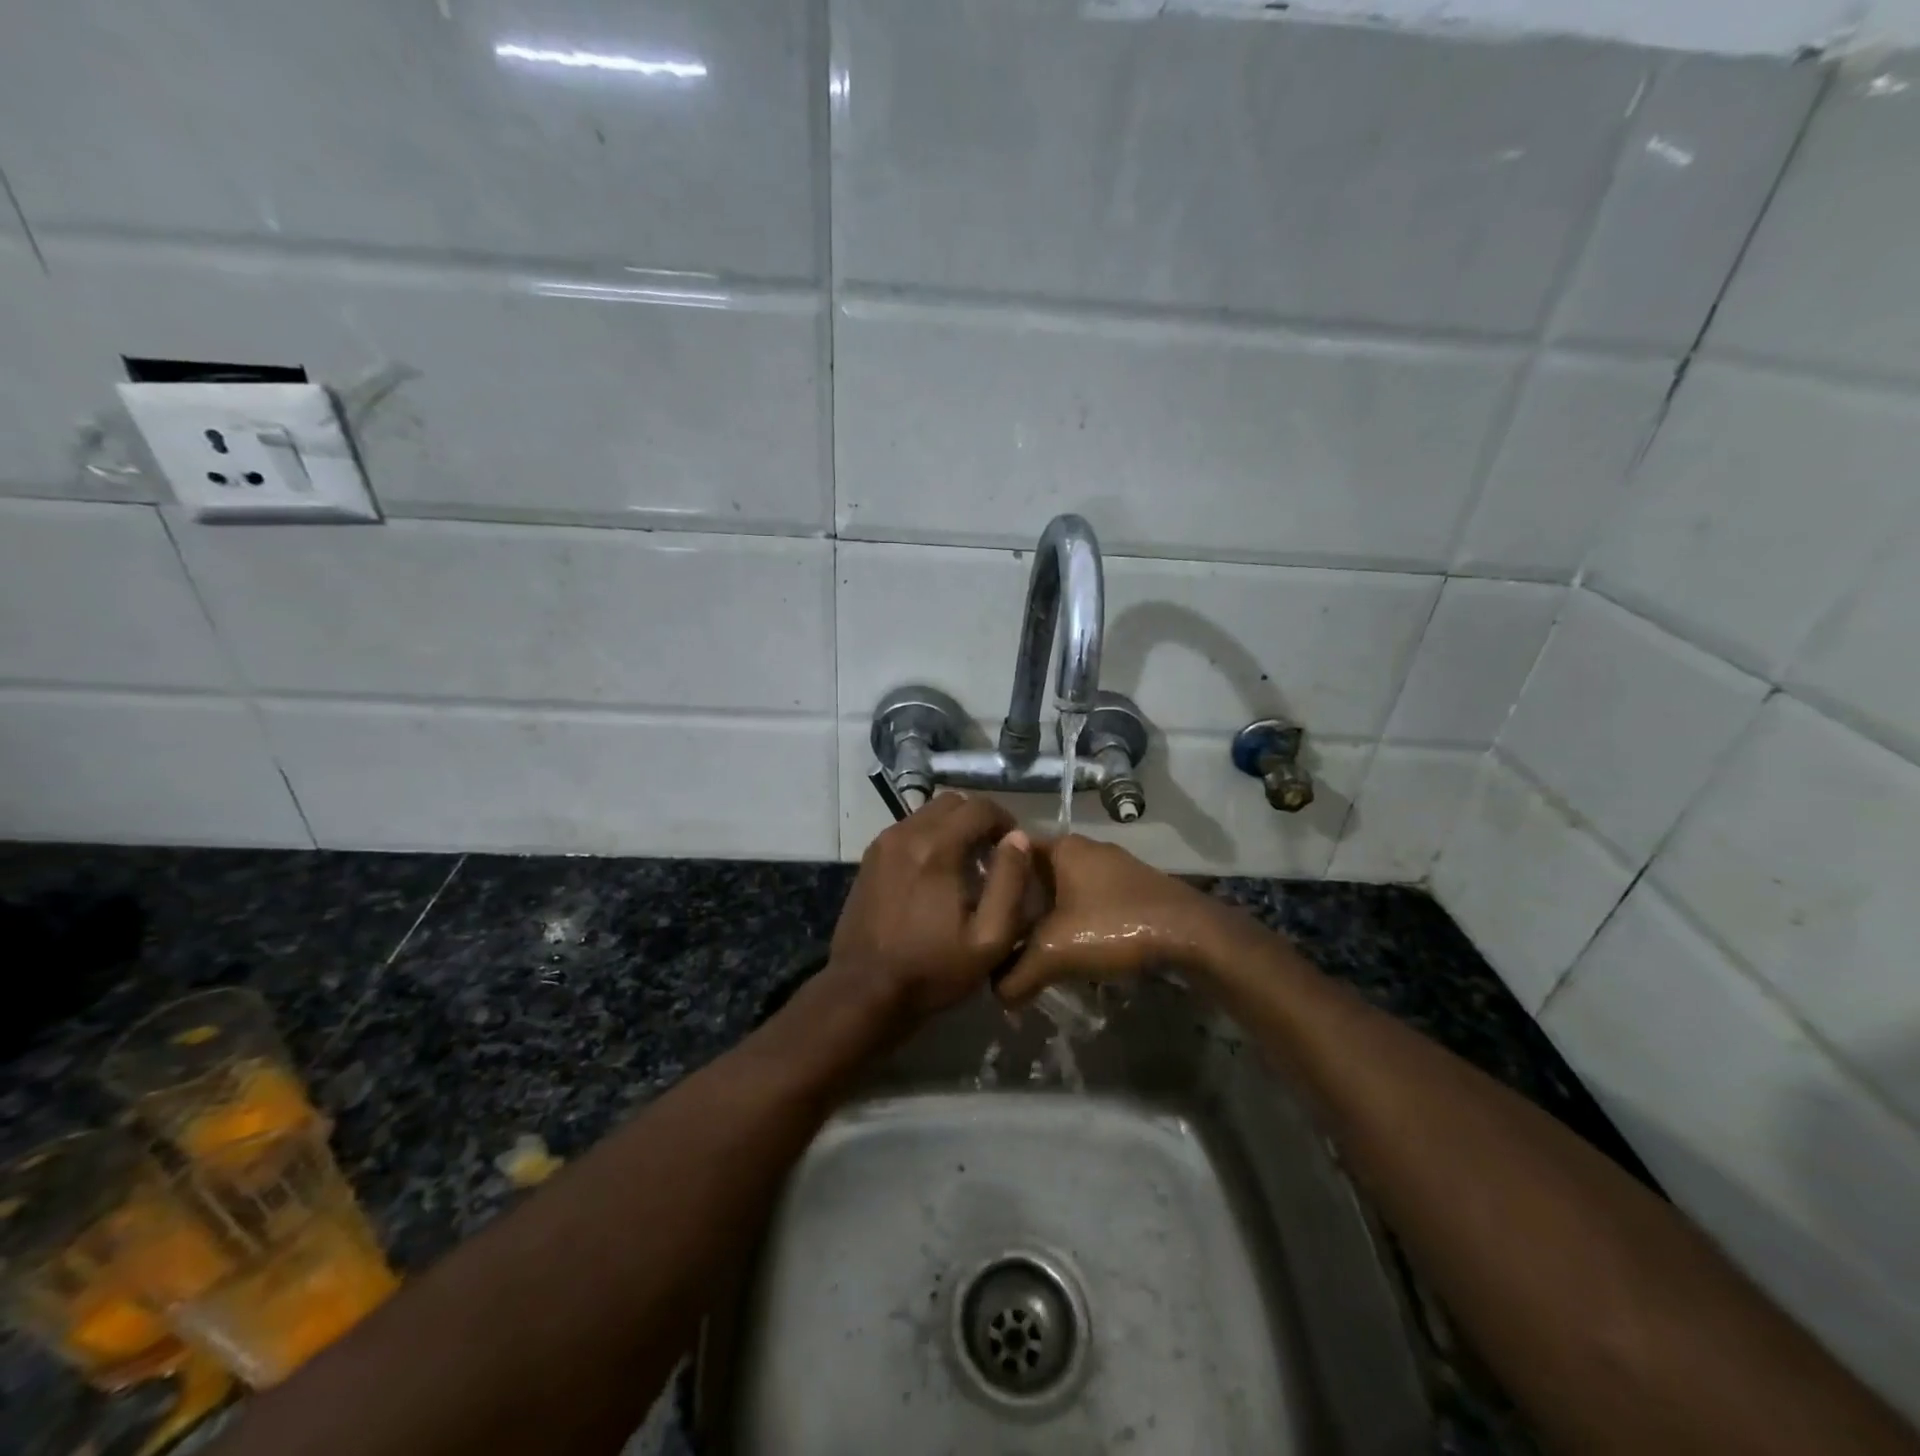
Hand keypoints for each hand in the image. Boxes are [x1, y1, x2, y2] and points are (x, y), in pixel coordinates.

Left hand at [827, 792, 1033, 1025]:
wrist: (864, 990)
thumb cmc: (933, 968)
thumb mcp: (989, 937)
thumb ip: (1010, 882)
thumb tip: (1018, 839)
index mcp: (937, 847)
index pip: (980, 807)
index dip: (1005, 820)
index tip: (1013, 849)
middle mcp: (907, 833)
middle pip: (952, 802)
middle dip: (978, 820)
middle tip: (990, 855)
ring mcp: (883, 844)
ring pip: (927, 813)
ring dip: (952, 828)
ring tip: (964, 866)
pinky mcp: (870, 858)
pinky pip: (907, 830)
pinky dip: (928, 839)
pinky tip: (934, 875)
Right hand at [996, 836, 1229, 1003]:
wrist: (1191, 935)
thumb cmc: (1114, 927)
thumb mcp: (1054, 954)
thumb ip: (1016, 974)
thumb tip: (993, 992)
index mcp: (1063, 847)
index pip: (1010, 849)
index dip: (988, 873)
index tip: (972, 900)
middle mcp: (1087, 848)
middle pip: (1037, 871)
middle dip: (1018, 900)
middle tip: (997, 930)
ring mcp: (1114, 867)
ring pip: (1066, 887)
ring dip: (1048, 913)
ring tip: (1028, 944)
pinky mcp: (1134, 888)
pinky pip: (1090, 898)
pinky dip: (1076, 918)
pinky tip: (1072, 948)